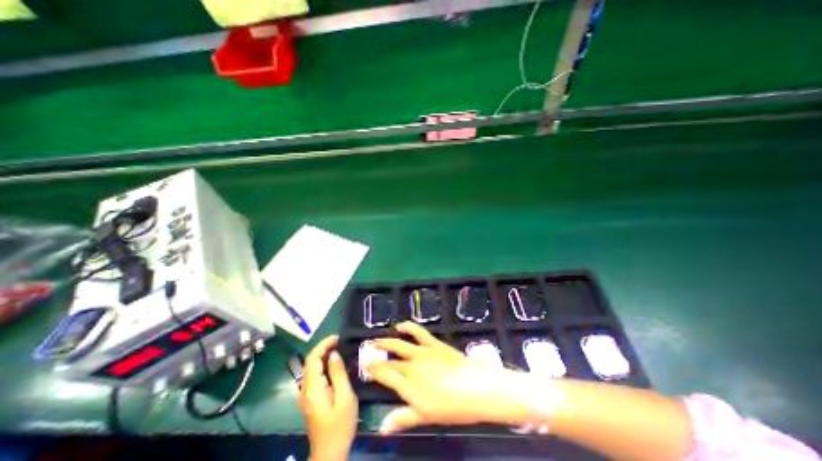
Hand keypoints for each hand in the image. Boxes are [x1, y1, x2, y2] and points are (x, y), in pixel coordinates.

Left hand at [300, 335, 356, 459]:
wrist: (329, 453)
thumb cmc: (340, 425)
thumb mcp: (345, 397)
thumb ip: (338, 374)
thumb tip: (334, 354)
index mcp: (313, 388)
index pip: (312, 358)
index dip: (323, 344)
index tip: (337, 338)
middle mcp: (305, 389)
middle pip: (310, 361)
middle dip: (323, 348)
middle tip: (340, 341)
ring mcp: (305, 395)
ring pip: (311, 368)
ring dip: (323, 355)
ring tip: (338, 349)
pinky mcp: (309, 399)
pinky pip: (314, 375)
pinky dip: (322, 365)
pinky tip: (333, 364)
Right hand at [367, 322, 518, 433]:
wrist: (475, 387)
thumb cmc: (451, 407)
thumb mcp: (426, 417)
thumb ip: (403, 418)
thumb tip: (381, 427)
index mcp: (408, 385)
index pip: (385, 375)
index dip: (373, 370)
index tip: (364, 365)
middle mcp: (411, 366)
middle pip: (391, 361)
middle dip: (377, 358)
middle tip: (368, 352)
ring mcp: (422, 352)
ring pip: (399, 344)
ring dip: (387, 341)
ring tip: (377, 340)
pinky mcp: (433, 343)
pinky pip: (417, 332)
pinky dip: (408, 327)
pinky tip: (401, 325)